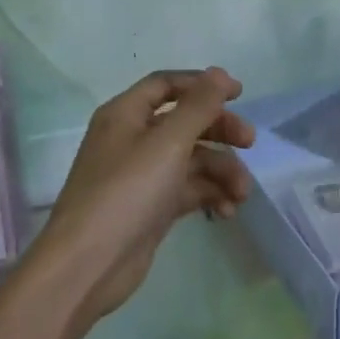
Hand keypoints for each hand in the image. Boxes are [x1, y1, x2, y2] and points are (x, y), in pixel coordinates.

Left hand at [37, 68, 255, 323]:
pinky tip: (227, 212)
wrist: (89, 265)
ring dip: (220, 170)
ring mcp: (141, 176)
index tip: (239, 94)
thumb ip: (199, 106)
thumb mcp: (168, 143)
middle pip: (184, 122)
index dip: (202, 85)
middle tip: (250, 142)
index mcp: (125, 115)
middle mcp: (131, 140)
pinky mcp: (151, 208)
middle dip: (218, 130)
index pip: (166, 85)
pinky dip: (208, 195)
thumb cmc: (127, 192)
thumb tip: (219, 73)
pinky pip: (187, 190)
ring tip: (241, 194)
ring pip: (190, 159)